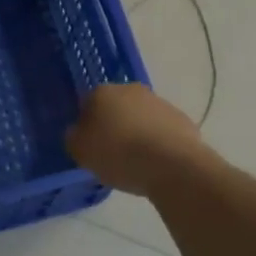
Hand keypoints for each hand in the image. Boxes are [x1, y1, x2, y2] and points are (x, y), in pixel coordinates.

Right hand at [66, 83, 209, 194]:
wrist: (172, 165)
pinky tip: (158, 163)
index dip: (87, 126)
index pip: (88, 104)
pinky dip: (159, 142)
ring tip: (137, 162)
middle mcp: (131, 89)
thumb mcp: (81, 152)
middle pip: (116, 107)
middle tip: (112, 153)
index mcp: (102, 93)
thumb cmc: (119, 155)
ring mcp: (159, 102)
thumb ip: (74, 138)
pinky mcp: (182, 119)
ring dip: (138, 132)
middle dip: (114, 125)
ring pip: (141, 117)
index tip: (90, 146)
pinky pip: (162, 130)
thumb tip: (78, 132)